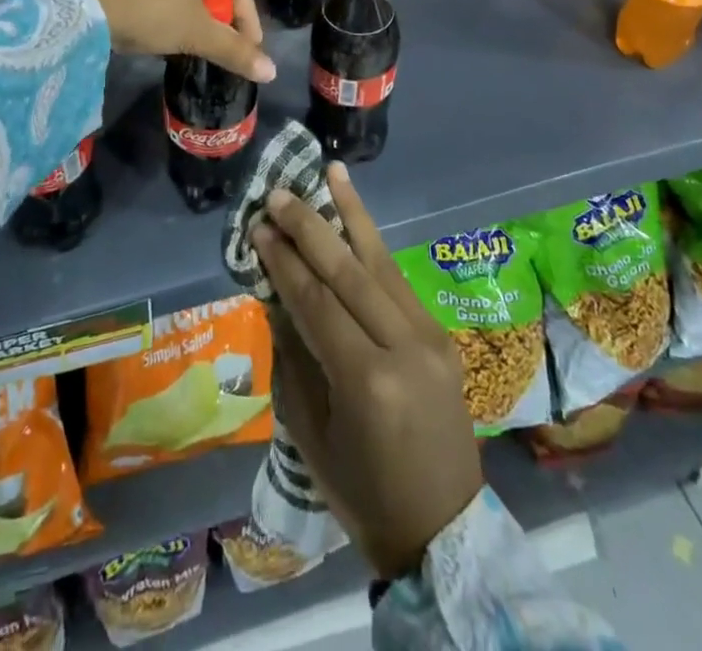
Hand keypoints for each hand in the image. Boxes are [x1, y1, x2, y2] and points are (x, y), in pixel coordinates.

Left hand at [66, 0, 274, 82]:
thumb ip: (235, 51)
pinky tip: (162, 25)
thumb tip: (271, 73)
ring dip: (194, 11)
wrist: (81, 7)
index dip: (248, 22)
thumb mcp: (196, 34)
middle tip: (222, 45)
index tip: (250, 51)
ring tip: (194, 39)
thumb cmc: (150, 12)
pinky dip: (169, 3)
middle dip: (220, 16)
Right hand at [252, 164, 483, 579]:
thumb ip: (294, 357)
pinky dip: (374, 246)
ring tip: (331, 172)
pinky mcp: (440, 334)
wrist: (443, 528)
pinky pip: (398, 282)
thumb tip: (277, 296)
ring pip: (381, 262)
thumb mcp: (311, 434)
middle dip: (310, 226)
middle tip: (279, 193)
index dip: (284, 261)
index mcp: (366, 379)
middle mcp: (403, 346)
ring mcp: (429, 336)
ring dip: (352, 214)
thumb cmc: (363, 493)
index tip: (258, 227)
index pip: (316, 302)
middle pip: (349, 271)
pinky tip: (357, 218)